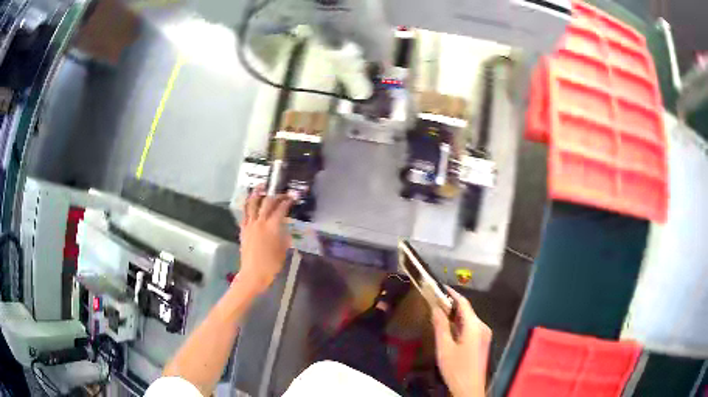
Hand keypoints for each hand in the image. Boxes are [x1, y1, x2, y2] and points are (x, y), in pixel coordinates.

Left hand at [238, 187, 293, 293]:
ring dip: (257, 194)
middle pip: (267, 202)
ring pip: (252, 204)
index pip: (281, 208)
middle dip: (276, 195)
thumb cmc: (272, 264)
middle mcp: (260, 222)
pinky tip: (250, 203)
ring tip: (260, 186)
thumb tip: (284, 227)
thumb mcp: (283, 249)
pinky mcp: (243, 229)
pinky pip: (245, 214)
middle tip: (282, 193)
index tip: (293, 196)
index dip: (288, 201)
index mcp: (272, 226)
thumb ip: (284, 235)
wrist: (253, 274)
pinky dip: (248, 206)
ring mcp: (250, 225)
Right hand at [432, 288, 491, 396]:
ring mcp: (484, 335)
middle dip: (452, 305)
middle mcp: (482, 327)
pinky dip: (460, 325)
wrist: (469, 388)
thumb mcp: (444, 347)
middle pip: (467, 311)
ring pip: (469, 320)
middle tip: (436, 303)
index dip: (452, 294)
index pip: (464, 303)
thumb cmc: (456, 368)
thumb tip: (435, 307)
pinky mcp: (482, 343)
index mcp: (475, 326)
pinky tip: (450, 330)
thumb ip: (440, 326)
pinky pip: (471, 328)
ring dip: (456, 316)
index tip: (440, 287)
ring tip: (440, 314)